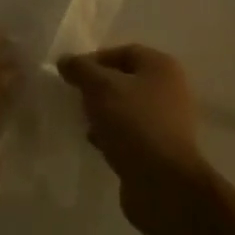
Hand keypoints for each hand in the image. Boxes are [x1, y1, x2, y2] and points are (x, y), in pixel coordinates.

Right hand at [58, 44, 215, 234]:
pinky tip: (96, 143)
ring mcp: (166, 121)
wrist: (162, 183)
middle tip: (74, 97)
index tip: (70, 74)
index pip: (123, 51)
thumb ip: (81, 69)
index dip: (94, 59)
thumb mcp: (100, 87)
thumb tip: (65, 60)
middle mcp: (168, 90)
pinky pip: (129, 133)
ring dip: (102, 113)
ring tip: (82, 121)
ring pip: (125, 108)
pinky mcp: (158, 149)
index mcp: (161, 67)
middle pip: (124, 80)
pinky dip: (111, 135)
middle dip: (97, 88)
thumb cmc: (133, 123)